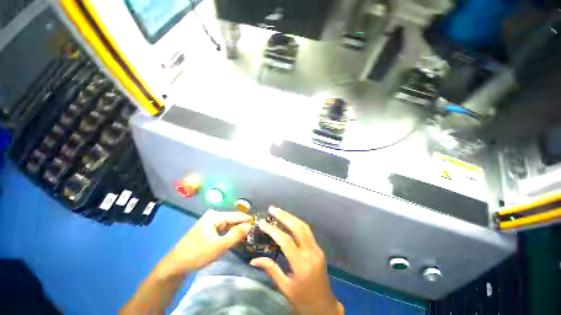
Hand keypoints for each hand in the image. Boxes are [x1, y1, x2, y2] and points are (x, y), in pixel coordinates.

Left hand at [158, 210, 251, 277]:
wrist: (175, 265)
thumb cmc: (197, 254)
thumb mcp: (219, 246)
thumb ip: (236, 235)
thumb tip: (250, 225)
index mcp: (215, 216)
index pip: (237, 215)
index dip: (248, 220)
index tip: (259, 224)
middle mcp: (213, 216)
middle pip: (233, 219)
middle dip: (243, 225)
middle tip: (255, 232)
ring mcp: (210, 222)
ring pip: (229, 224)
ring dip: (237, 230)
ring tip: (249, 235)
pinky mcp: (209, 229)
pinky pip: (223, 229)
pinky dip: (230, 233)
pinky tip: (237, 238)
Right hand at [250, 206, 343, 314]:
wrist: (324, 308)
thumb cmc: (303, 301)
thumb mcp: (285, 288)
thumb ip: (271, 270)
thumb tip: (254, 260)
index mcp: (301, 265)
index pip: (285, 241)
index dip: (273, 230)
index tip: (262, 223)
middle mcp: (311, 253)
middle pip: (298, 228)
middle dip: (284, 216)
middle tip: (272, 209)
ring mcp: (317, 249)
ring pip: (304, 226)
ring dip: (291, 217)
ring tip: (279, 211)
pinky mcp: (319, 249)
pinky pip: (307, 232)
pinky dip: (297, 224)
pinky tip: (289, 221)